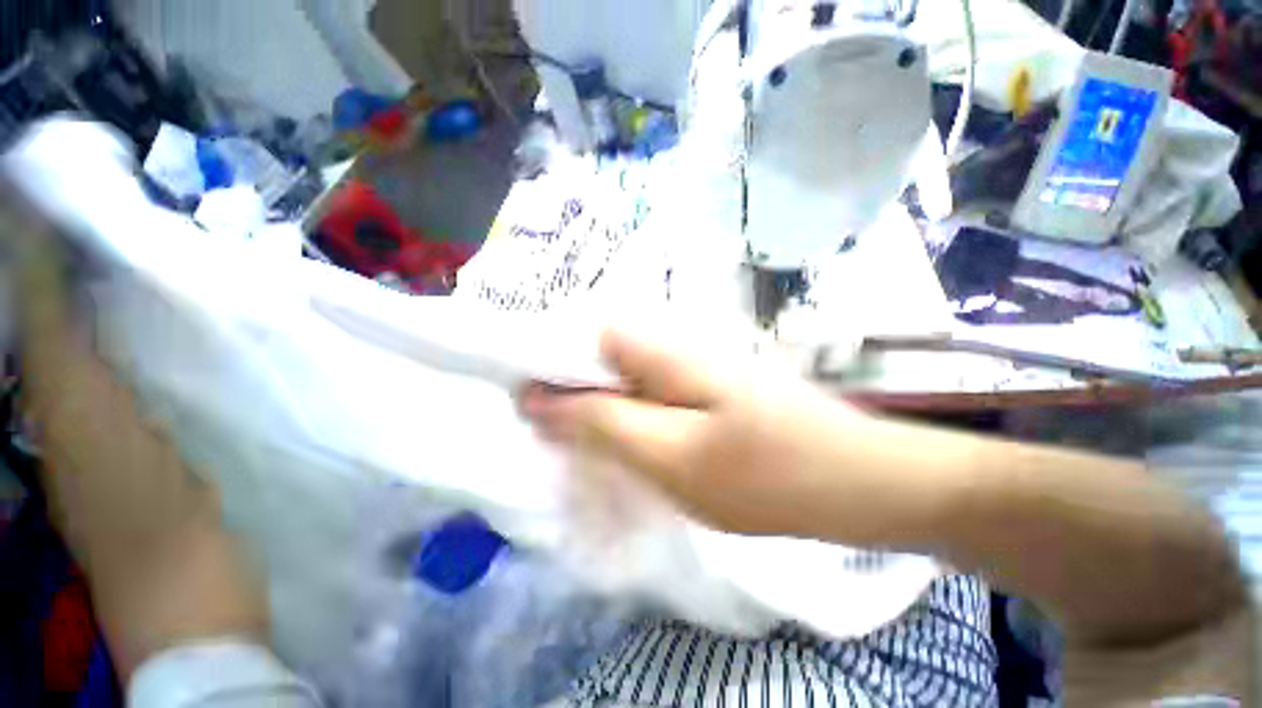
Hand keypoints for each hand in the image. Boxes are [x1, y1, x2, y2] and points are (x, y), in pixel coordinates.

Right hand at [519, 331, 942, 543]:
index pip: (578, 332)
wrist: (857, 481)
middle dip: (567, 390)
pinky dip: (626, 415)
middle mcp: (671, 341)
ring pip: (621, 376)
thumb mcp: (670, 455)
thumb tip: (537, 398)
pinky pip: (647, 393)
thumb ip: (601, 422)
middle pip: (596, 353)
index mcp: (659, 346)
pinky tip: (624, 443)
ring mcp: (690, 363)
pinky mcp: (703, 386)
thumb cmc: (766, 473)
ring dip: (596, 406)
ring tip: (578, 444)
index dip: (545, 361)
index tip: (522, 403)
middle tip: (548, 434)